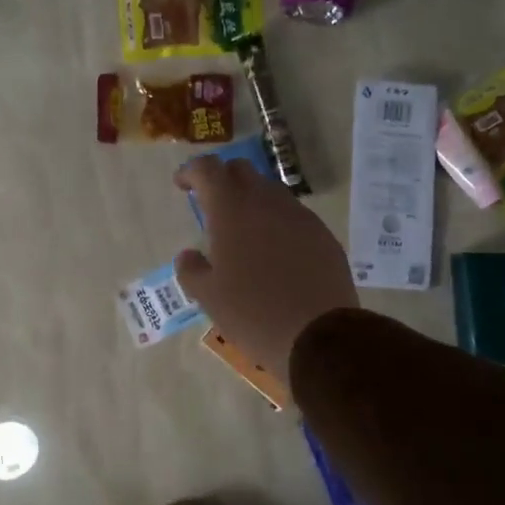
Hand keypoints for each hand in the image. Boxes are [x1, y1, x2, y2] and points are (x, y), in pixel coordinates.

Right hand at [173, 156, 358, 383]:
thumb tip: (188, 255)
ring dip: (252, 199)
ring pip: (270, 191)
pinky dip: (277, 221)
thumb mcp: (208, 297)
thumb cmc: (253, 314)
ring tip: (244, 231)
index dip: (191, 171)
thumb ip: (191, 270)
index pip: (207, 169)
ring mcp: (299, 215)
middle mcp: (266, 202)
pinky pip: (293, 215)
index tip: (182, 185)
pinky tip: (275, 251)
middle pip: (241, 170)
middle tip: (212, 204)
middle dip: (223, 179)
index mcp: (231, 210)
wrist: (319, 336)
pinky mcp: (322, 234)